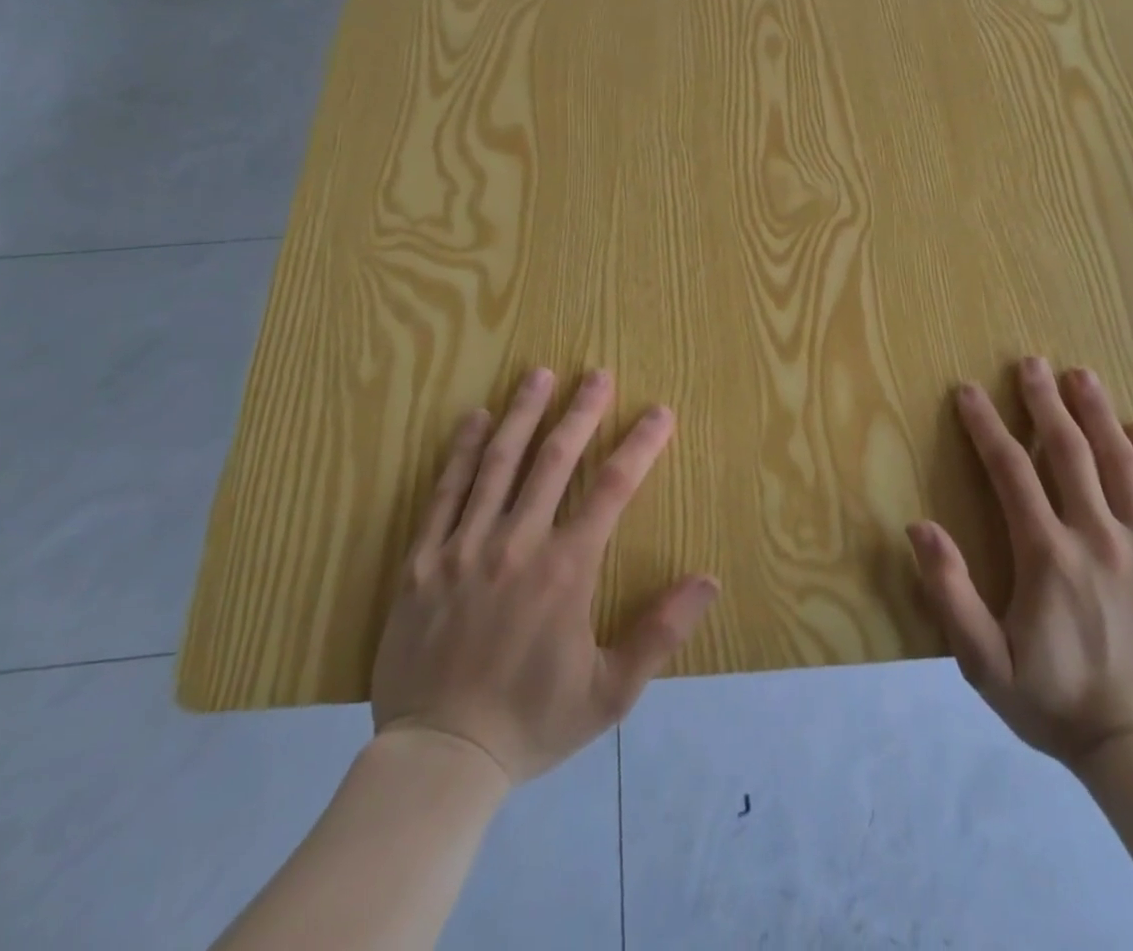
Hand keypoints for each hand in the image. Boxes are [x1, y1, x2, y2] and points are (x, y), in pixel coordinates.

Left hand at [371, 367, 719, 784]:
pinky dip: (461, 451)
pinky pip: (444, 492)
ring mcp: (464, 546)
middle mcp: (517, 543)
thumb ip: (660, 632)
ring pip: (498, 463)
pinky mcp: (423, 559)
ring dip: (523, 414)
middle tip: (598, 373)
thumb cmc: (532, 722)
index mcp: (566, 569)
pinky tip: (476, 418)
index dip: (640, 445)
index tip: (659, 412)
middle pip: (555, 459)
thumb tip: (710, 580)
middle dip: (581, 411)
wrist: (438, 759)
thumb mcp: (610, 692)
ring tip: (540, 374)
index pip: (613, 488)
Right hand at [908, 358, 1132, 767]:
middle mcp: (1100, 538)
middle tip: (1032, 363)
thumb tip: (919, 526)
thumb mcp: (983, 661)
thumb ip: (949, 592)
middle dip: (1045, 402)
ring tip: (1082, 376)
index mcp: (1048, 556)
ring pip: (1122, 464)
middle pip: (1069, 452)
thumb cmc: (1054, 701)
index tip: (968, 391)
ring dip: (1099, 414)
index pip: (1010, 471)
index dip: (986, 426)